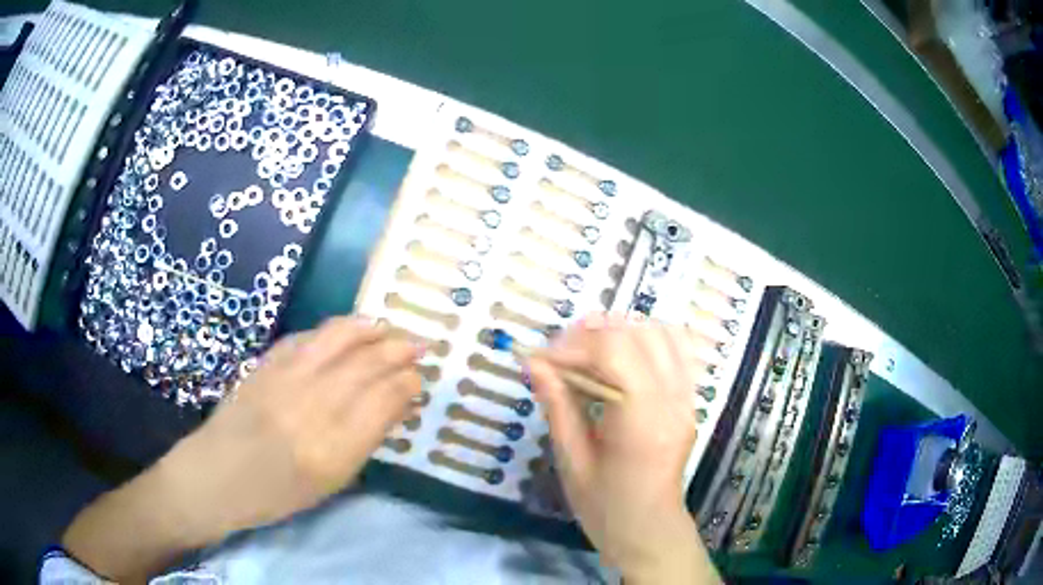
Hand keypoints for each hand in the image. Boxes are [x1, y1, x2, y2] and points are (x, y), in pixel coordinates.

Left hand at [63, 316, 422, 581]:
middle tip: (419, 344)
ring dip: (371, 330)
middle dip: (398, 350)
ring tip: (390, 328)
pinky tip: (349, 329)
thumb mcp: (329, 481)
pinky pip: (309, 337)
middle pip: (367, 365)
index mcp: (333, 448)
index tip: (420, 378)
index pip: (383, 400)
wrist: (216, 475)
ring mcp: (286, 378)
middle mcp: (312, 406)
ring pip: (339, 339)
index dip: (407, 383)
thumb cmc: (276, 493)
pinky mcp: (266, 363)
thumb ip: (363, 441)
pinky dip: (335, 329)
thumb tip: (393, 405)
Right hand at [527, 314, 719, 584]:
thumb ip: (558, 406)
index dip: (573, 345)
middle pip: (639, 333)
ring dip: (622, 331)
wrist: (649, 529)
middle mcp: (673, 400)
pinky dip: (647, 339)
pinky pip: (678, 350)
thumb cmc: (605, 507)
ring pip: (663, 333)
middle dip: (594, 333)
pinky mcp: (690, 400)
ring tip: (589, 351)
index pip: (614, 351)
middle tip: (561, 353)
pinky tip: (622, 357)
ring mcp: (688, 398)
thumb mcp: (572, 461)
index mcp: (643, 421)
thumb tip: (534, 362)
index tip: (541, 358)